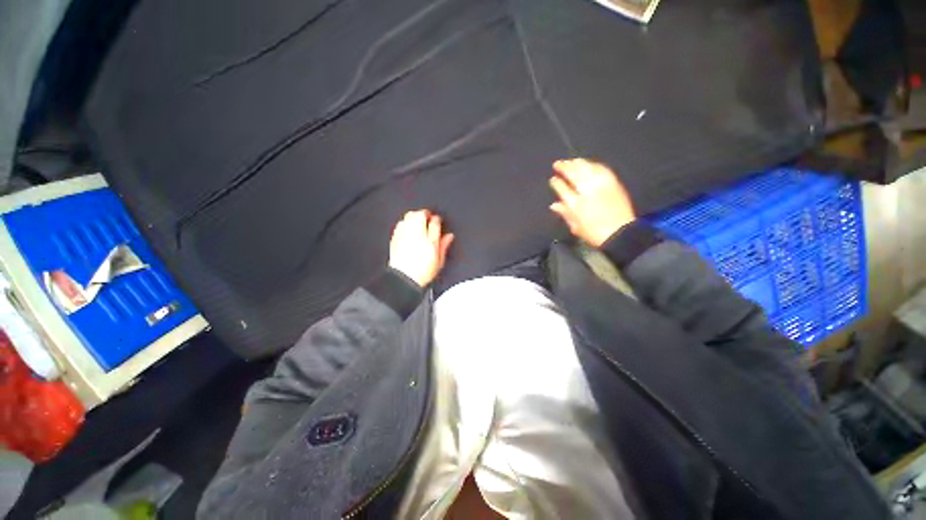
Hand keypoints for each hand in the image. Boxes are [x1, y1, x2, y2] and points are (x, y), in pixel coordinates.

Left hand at [389, 210, 454, 286]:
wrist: (404, 279)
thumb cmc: (421, 271)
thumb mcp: (439, 259)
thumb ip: (444, 244)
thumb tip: (449, 236)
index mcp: (429, 237)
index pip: (435, 221)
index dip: (437, 220)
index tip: (438, 222)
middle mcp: (415, 232)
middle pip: (419, 214)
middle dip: (424, 214)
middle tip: (428, 219)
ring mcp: (403, 234)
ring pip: (408, 216)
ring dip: (414, 216)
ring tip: (418, 222)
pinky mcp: (395, 238)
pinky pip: (400, 224)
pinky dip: (405, 224)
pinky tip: (408, 230)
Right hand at [548, 158, 635, 246]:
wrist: (620, 233)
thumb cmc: (594, 233)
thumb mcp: (575, 227)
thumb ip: (564, 213)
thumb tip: (554, 205)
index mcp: (575, 204)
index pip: (562, 188)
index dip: (556, 182)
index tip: (553, 179)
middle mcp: (586, 191)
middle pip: (573, 174)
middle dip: (564, 167)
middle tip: (558, 163)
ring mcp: (600, 185)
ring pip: (586, 169)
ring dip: (577, 163)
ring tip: (571, 161)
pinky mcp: (612, 183)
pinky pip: (601, 169)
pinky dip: (593, 165)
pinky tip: (589, 164)